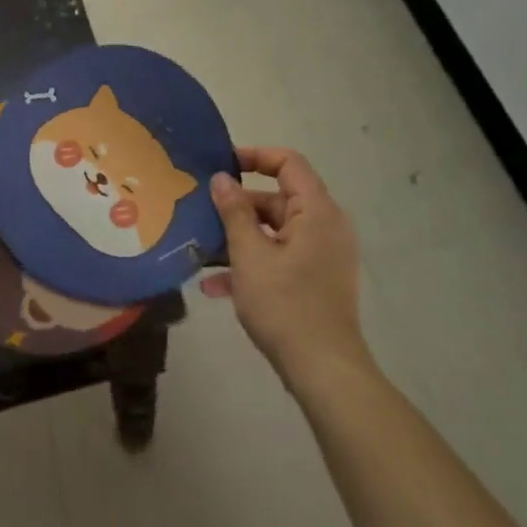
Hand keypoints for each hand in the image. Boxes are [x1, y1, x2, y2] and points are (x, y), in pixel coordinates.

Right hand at [211, 146, 372, 389]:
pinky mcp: (317, 280)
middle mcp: (326, 226)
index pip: (288, 163)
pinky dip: (253, 264)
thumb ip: (233, 212)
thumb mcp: (249, 255)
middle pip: (278, 199)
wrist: (323, 370)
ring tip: (201, 250)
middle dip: (238, 206)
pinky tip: (215, 286)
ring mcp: (323, 255)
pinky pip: (281, 257)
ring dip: (239, 239)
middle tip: (200, 212)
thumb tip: (222, 178)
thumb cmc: (285, 305)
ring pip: (275, 232)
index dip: (254, 156)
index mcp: (316, 211)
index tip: (220, 165)